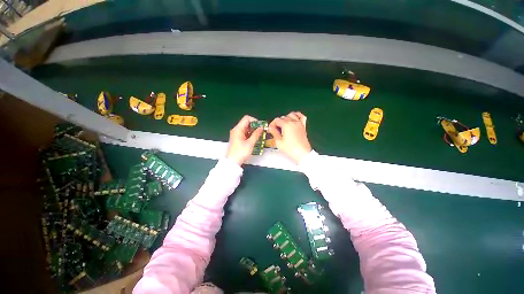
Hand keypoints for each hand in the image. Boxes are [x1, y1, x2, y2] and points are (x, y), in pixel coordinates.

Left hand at [226, 115, 263, 164]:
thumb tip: (261, 128)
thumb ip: (256, 134)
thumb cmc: (241, 152)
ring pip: (246, 128)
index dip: (254, 120)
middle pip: (246, 123)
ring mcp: (236, 134)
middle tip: (262, 131)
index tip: (260, 126)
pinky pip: (244, 133)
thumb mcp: (250, 143)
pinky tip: (255, 139)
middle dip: (255, 126)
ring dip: (253, 131)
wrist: (232, 162)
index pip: (247, 118)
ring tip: (260, 135)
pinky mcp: (237, 138)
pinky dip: (250, 134)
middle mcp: (236, 130)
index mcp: (238, 129)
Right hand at [268, 112, 311, 163]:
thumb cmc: (290, 149)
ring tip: (283, 125)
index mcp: (286, 124)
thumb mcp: (279, 142)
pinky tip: (294, 118)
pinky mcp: (303, 126)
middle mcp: (293, 121)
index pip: (277, 120)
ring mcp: (299, 123)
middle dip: (278, 122)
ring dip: (286, 118)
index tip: (270, 130)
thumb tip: (270, 128)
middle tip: (275, 130)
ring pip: (291, 115)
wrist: (302, 153)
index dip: (272, 124)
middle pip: (283, 117)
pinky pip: (301, 116)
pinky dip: (297, 115)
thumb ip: (274, 133)